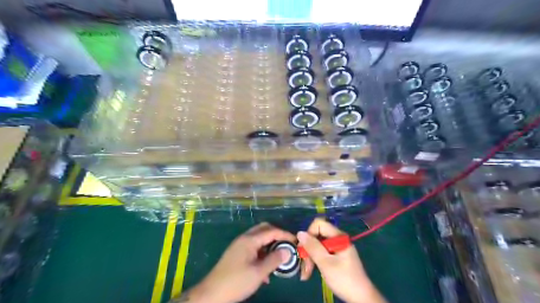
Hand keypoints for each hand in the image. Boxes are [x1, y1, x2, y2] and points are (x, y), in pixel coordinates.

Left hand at [184, 223, 294, 301]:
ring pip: (258, 238)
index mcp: (250, 240)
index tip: (296, 241)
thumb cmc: (236, 281)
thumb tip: (288, 251)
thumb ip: (274, 260)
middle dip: (277, 235)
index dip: (285, 234)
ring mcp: (239, 245)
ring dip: (269, 244)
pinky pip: (253, 247)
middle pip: (264, 229)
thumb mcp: (258, 273)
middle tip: (287, 245)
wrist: (211, 293)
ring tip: (278, 257)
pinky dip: (262, 252)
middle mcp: (244, 238)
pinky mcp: (236, 253)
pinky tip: (265, 268)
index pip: (271, 231)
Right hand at [297, 217, 385, 302]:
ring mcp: (337, 248)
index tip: (304, 248)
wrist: (361, 298)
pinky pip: (322, 253)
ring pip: (317, 246)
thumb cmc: (344, 279)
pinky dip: (315, 261)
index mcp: (338, 236)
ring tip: (306, 274)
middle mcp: (337, 239)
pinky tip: (310, 272)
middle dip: (308, 250)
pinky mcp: (336, 256)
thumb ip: (313, 247)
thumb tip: (300, 233)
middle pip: (317, 236)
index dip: (309, 234)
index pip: (319, 224)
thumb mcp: (326, 263)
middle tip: (304, 267)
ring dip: (310, 258)